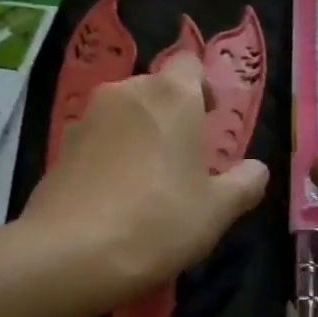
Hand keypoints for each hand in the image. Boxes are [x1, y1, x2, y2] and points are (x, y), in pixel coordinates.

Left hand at [23, 53, 269, 303]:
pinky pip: (97, 139)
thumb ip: (244, 183)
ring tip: (146, 182)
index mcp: (172, 95)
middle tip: (183, 160)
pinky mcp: (61, 146)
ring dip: (138, 135)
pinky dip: (109, 156)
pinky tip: (113, 197)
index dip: (202, 89)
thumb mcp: (217, 210)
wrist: (71, 253)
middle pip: (155, 90)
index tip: (209, 123)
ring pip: (123, 114)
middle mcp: (126, 93)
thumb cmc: (158, 221)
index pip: (190, 64)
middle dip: (171, 115)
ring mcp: (87, 117)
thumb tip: (256, 169)